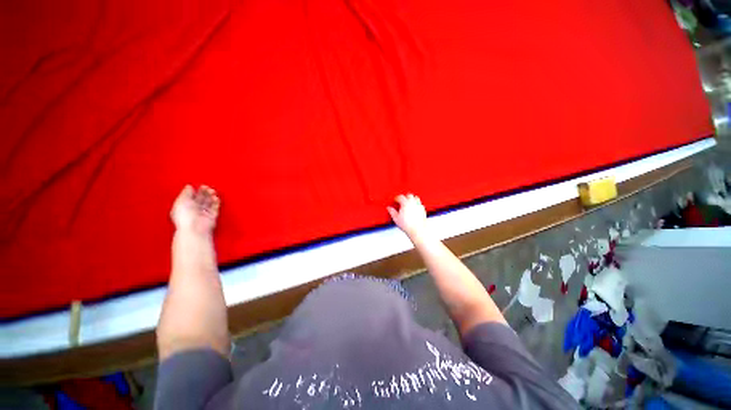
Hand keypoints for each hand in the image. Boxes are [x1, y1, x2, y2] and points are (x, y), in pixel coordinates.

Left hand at [171, 185, 219, 233]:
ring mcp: (203, 213)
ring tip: (212, 192)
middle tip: (208, 188)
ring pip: (209, 202)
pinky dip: (216, 202)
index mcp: (184, 206)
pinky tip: (215, 198)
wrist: (195, 228)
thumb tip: (189, 187)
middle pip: (201, 198)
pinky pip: (215, 207)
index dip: (195, 191)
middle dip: (205, 192)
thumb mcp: (181, 201)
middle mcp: (194, 210)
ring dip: (211, 196)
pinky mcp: (212, 216)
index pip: (191, 196)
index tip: (200, 186)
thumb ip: (185, 193)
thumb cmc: (185, 217)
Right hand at [388, 193, 426, 238]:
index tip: (395, 200)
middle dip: (405, 197)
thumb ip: (392, 212)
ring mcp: (419, 205)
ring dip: (411, 199)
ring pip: (415, 197)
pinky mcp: (423, 210)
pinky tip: (414, 208)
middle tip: (401, 200)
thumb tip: (389, 208)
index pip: (400, 197)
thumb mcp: (396, 218)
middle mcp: (413, 203)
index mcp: (405, 203)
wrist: (417, 230)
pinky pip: (420, 203)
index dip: (397, 198)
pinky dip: (417, 204)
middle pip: (409, 195)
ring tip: (408, 203)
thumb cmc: (407, 225)